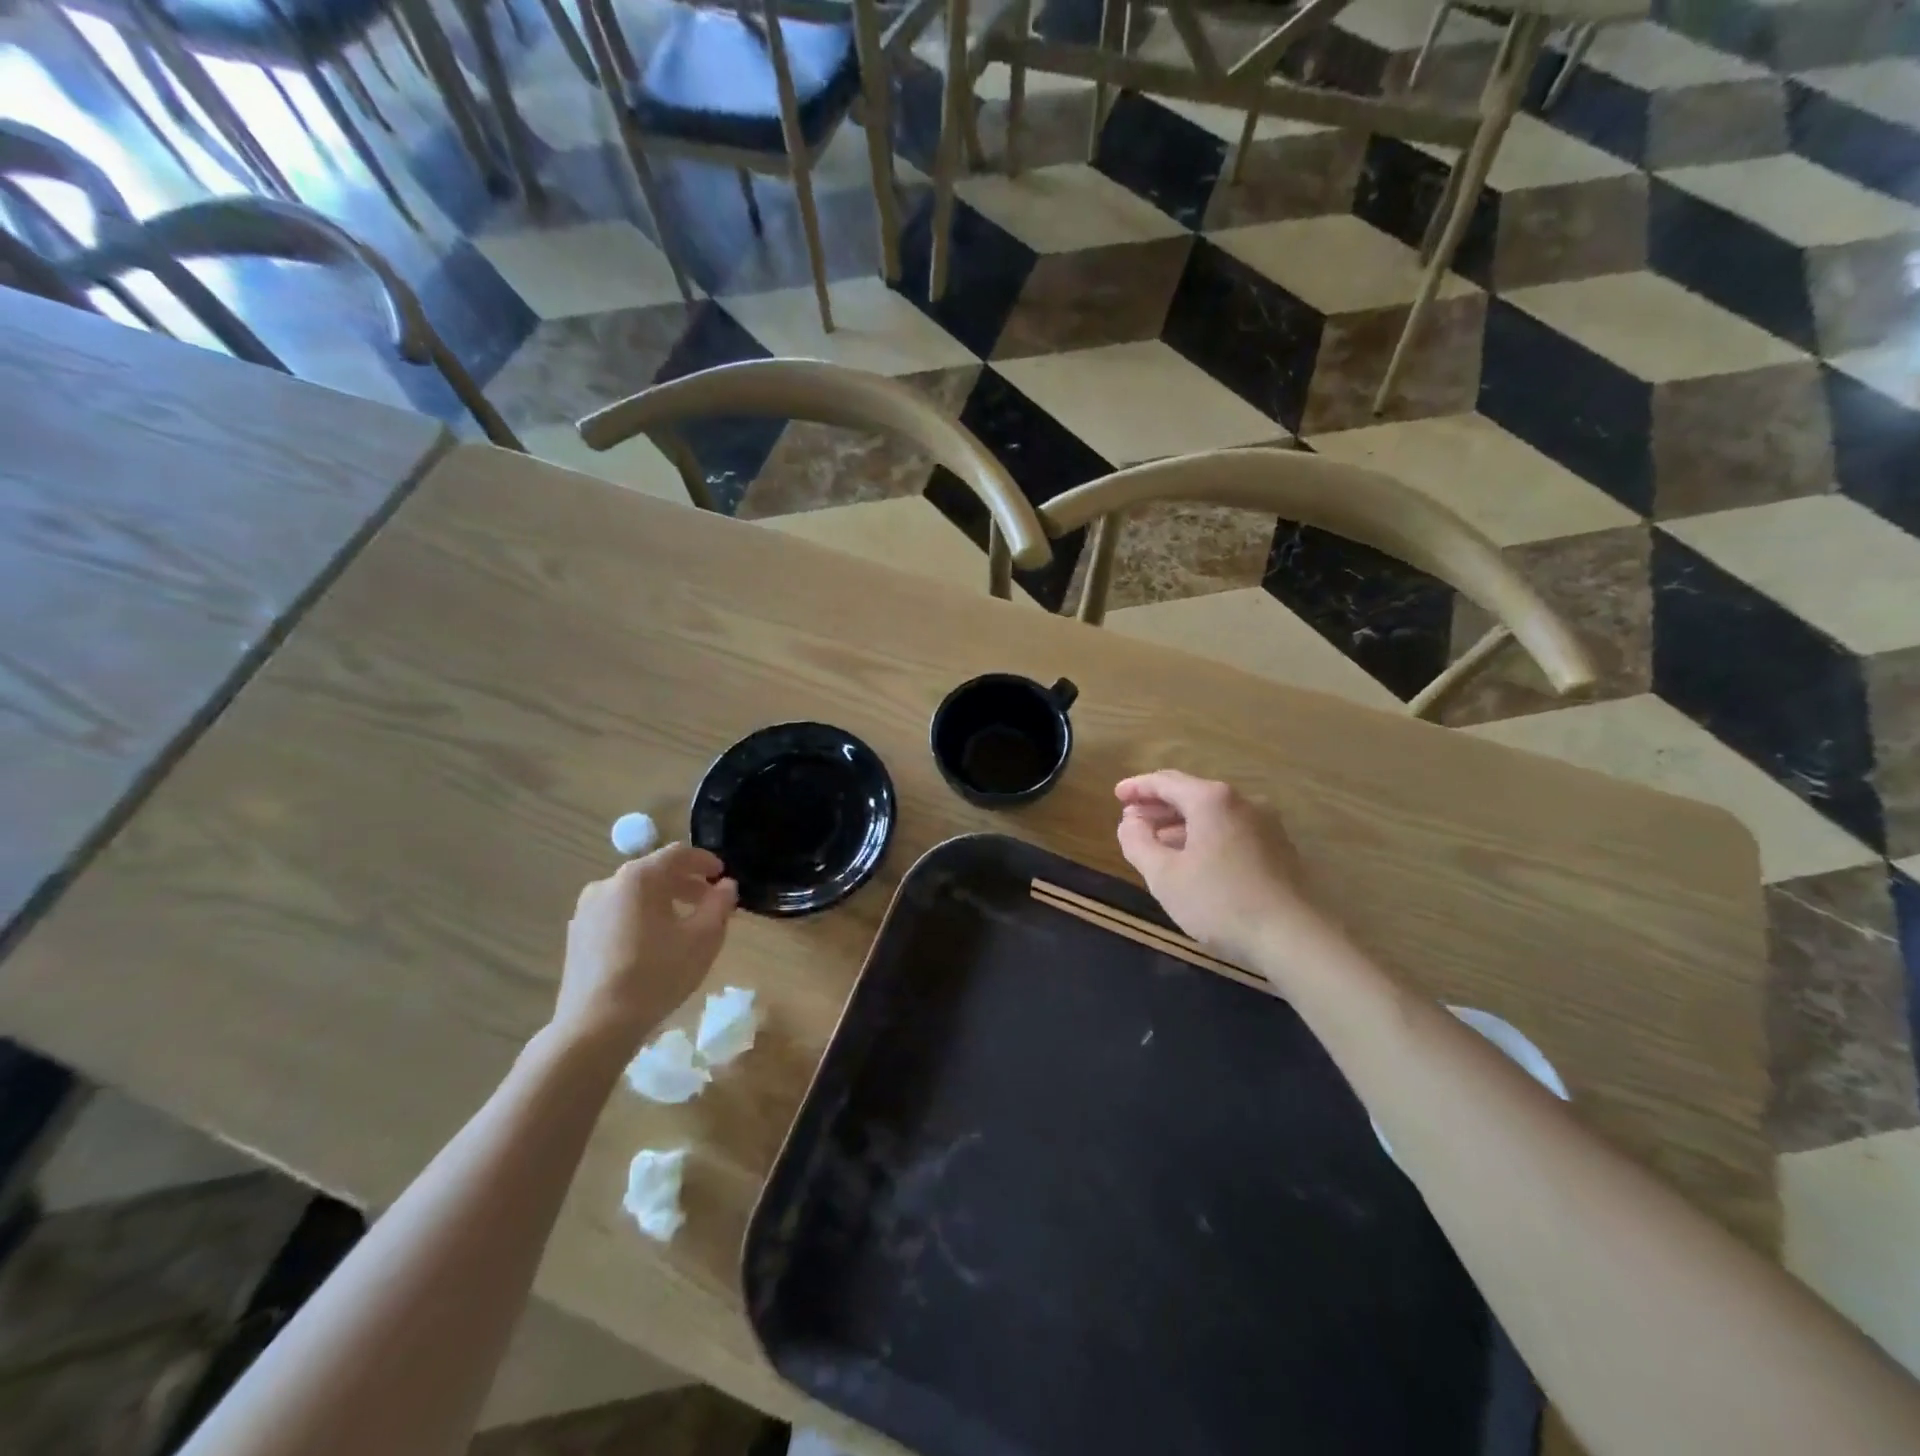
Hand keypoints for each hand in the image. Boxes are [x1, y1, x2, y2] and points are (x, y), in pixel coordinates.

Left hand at [555, 844, 737, 1048]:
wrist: (594, 1026)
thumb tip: (726, 885)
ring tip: (683, 925)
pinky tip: (652, 944)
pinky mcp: (577, 935)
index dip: (705, 860)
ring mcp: (587, 910)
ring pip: (634, 894)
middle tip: (709, 902)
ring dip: (663, 901)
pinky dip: (640, 917)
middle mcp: (608, 884)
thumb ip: (719, 905)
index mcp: (639, 878)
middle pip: (654, 872)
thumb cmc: (656, 975)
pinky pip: (617, 913)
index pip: (678, 854)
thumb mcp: (702, 939)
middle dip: (685, 883)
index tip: (722, 875)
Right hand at [1115, 770, 1327, 963]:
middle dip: (1158, 806)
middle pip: (1191, 794)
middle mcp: (1242, 802)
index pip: (1165, 781)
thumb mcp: (1164, 875)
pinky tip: (1194, 859)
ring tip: (1157, 842)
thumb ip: (1138, 843)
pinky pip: (1232, 831)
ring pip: (1213, 814)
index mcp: (1212, 799)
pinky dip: (1206, 836)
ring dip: (1181, 823)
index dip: (1137, 787)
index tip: (1117, 795)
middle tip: (1131, 820)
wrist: (1294, 937)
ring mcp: (1266, 824)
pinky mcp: (1279, 848)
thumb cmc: (1219, 902)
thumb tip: (1129, 823)